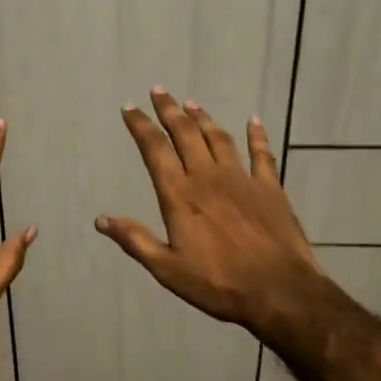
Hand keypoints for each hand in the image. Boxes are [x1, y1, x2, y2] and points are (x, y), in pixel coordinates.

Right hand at [97, 89, 332, 337]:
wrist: (279, 291)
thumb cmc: (218, 283)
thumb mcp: (167, 269)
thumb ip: (135, 240)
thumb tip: (101, 220)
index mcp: (180, 195)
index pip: (155, 150)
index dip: (140, 126)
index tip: (130, 108)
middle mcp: (208, 177)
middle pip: (185, 134)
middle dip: (169, 110)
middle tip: (159, 90)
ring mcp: (242, 179)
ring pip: (218, 138)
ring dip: (203, 118)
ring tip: (191, 103)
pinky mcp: (270, 188)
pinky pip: (262, 154)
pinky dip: (257, 135)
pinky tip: (254, 121)